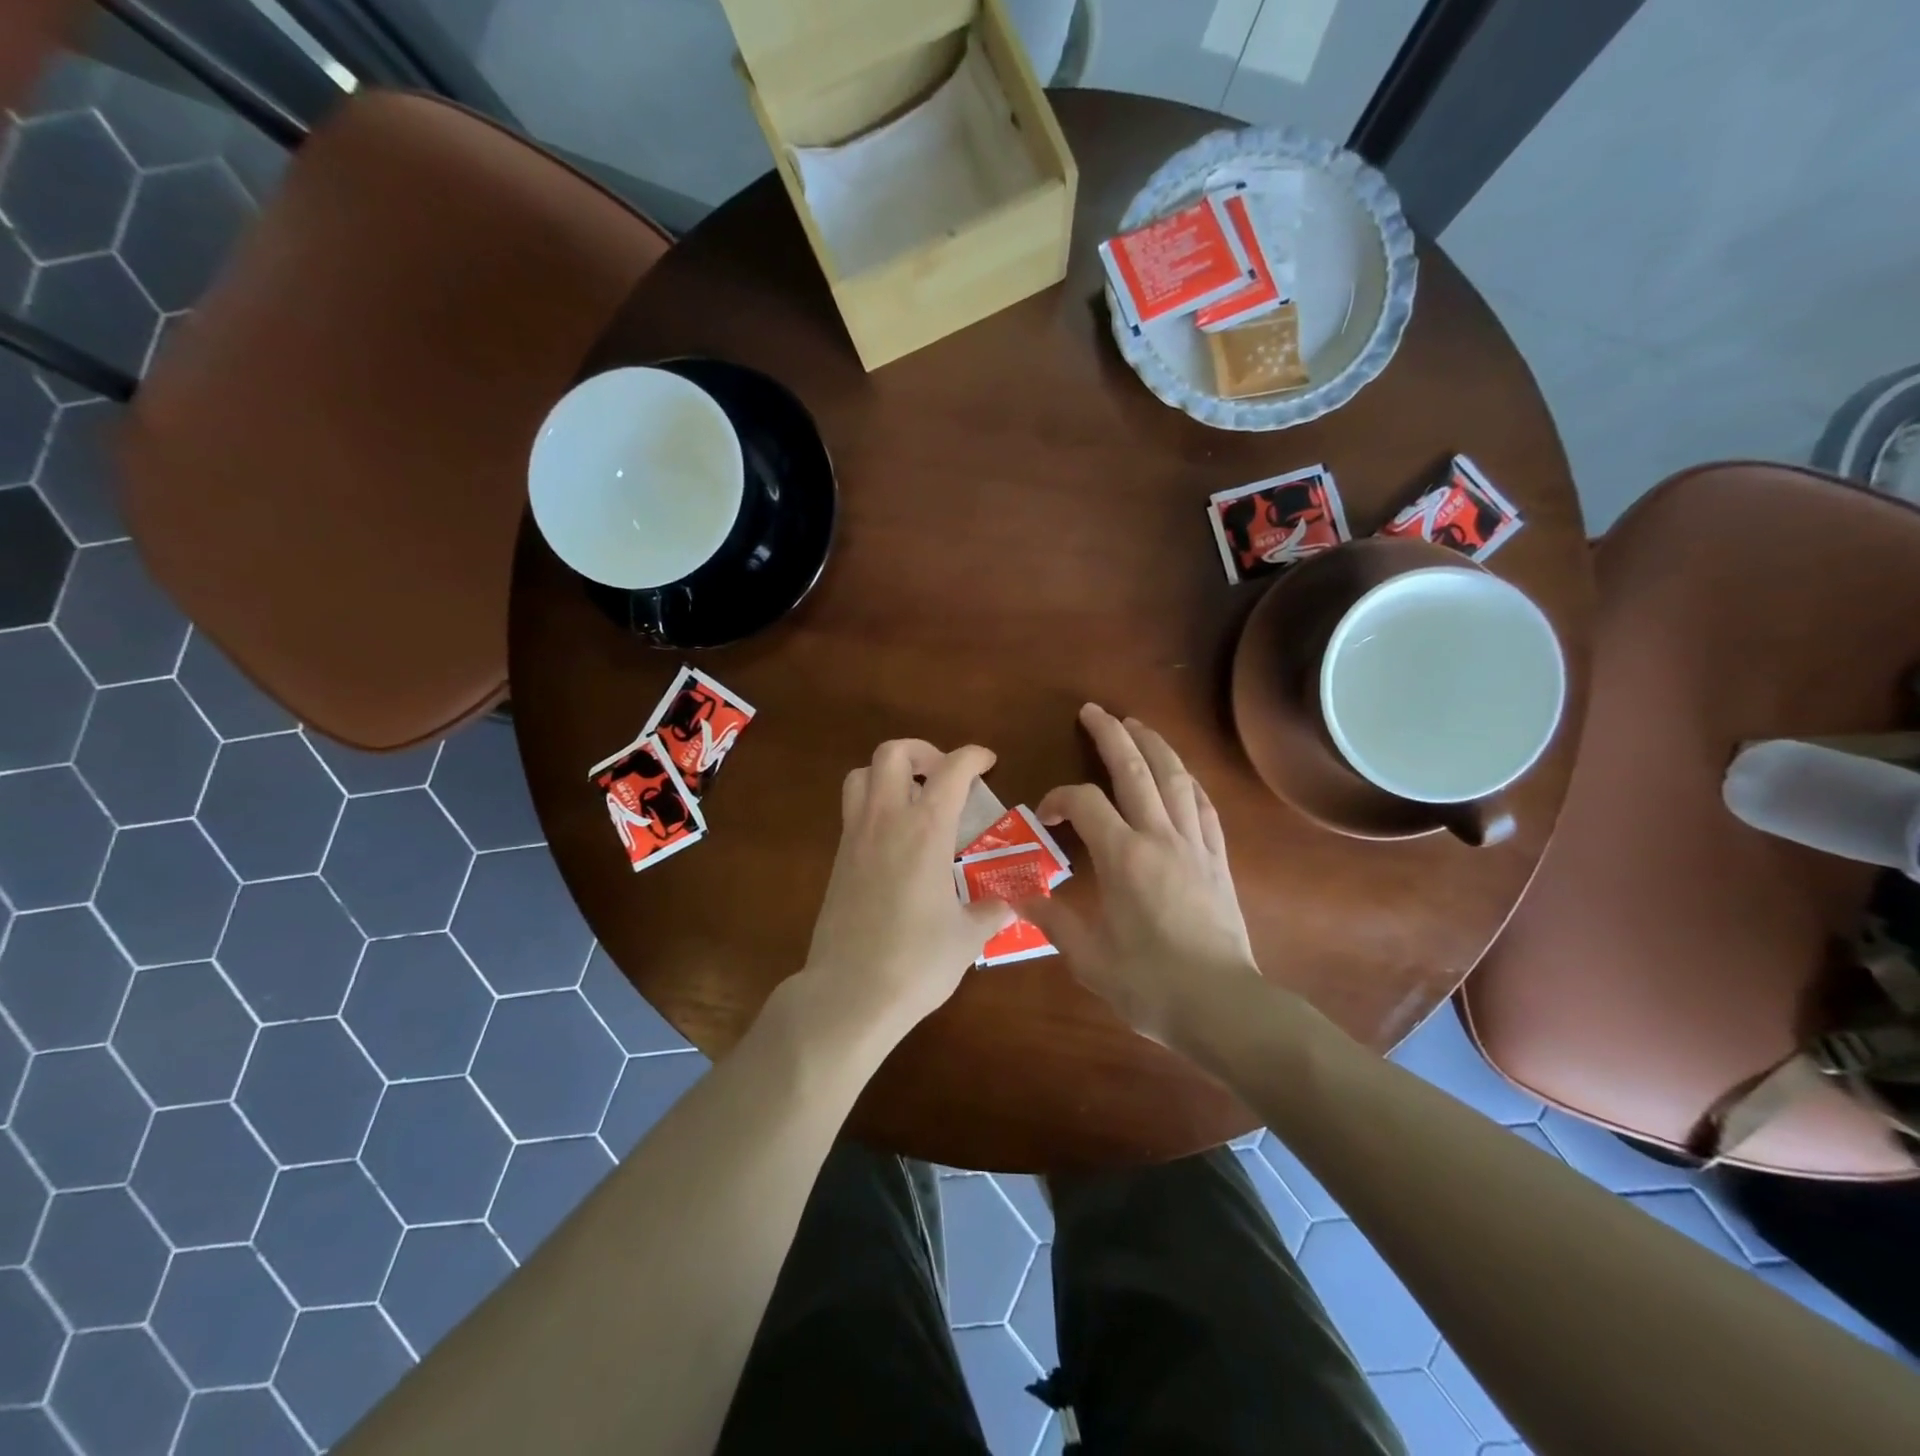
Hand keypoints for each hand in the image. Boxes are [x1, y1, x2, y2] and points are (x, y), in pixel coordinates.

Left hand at [800, 739, 1015, 1039]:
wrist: (850, 993)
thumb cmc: (917, 961)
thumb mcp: (967, 937)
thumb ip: (990, 912)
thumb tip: (1009, 905)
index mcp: (925, 830)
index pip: (951, 770)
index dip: (972, 756)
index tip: (987, 761)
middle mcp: (886, 821)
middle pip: (891, 753)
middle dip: (921, 751)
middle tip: (943, 775)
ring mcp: (855, 837)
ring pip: (861, 775)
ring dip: (889, 773)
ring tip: (913, 797)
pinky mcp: (838, 860)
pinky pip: (852, 811)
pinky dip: (874, 805)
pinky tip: (896, 839)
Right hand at [1021, 704, 1261, 1047]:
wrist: (1223, 1008)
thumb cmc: (1150, 984)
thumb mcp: (1089, 958)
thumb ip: (1053, 920)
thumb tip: (1019, 895)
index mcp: (1123, 856)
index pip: (1084, 802)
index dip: (1059, 797)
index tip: (1046, 815)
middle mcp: (1159, 837)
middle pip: (1135, 770)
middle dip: (1112, 735)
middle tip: (1095, 711)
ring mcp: (1194, 844)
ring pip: (1174, 778)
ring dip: (1154, 746)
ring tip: (1137, 725)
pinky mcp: (1218, 859)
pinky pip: (1203, 807)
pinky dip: (1188, 782)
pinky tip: (1181, 775)